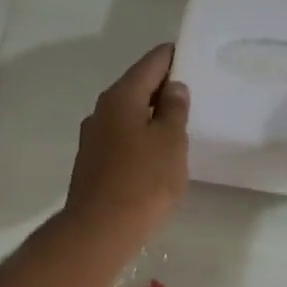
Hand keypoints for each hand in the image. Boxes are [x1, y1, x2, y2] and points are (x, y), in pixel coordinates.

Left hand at [64, 44, 189, 250]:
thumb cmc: (143, 182)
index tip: (193, 56)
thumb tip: (172, 88)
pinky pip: (122, 140)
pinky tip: (156, 154)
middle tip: (193, 92)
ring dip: (151, 116)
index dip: (173, 57)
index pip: (151, 63)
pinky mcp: (93, 165)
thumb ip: (174, 110)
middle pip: (136, 88)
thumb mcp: (171, 142)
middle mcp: (101, 112)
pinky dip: (140, 139)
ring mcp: (93, 139)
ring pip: (128, 116)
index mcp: (120, 98)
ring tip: (179, 125)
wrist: (100, 230)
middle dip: (163, 88)